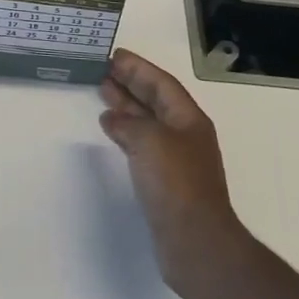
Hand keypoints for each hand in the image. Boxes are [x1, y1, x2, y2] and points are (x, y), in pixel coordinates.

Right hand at [98, 49, 246, 298]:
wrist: (196, 243)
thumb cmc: (176, 183)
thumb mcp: (149, 140)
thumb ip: (128, 122)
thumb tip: (113, 118)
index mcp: (188, 119)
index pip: (161, 82)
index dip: (138, 67)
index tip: (113, 55)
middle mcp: (184, 134)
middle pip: (155, 99)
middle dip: (130, 83)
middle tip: (102, 70)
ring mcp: (175, 159)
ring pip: (147, 121)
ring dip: (126, 105)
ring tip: (102, 92)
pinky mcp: (165, 182)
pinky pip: (142, 144)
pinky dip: (125, 132)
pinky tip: (110, 129)